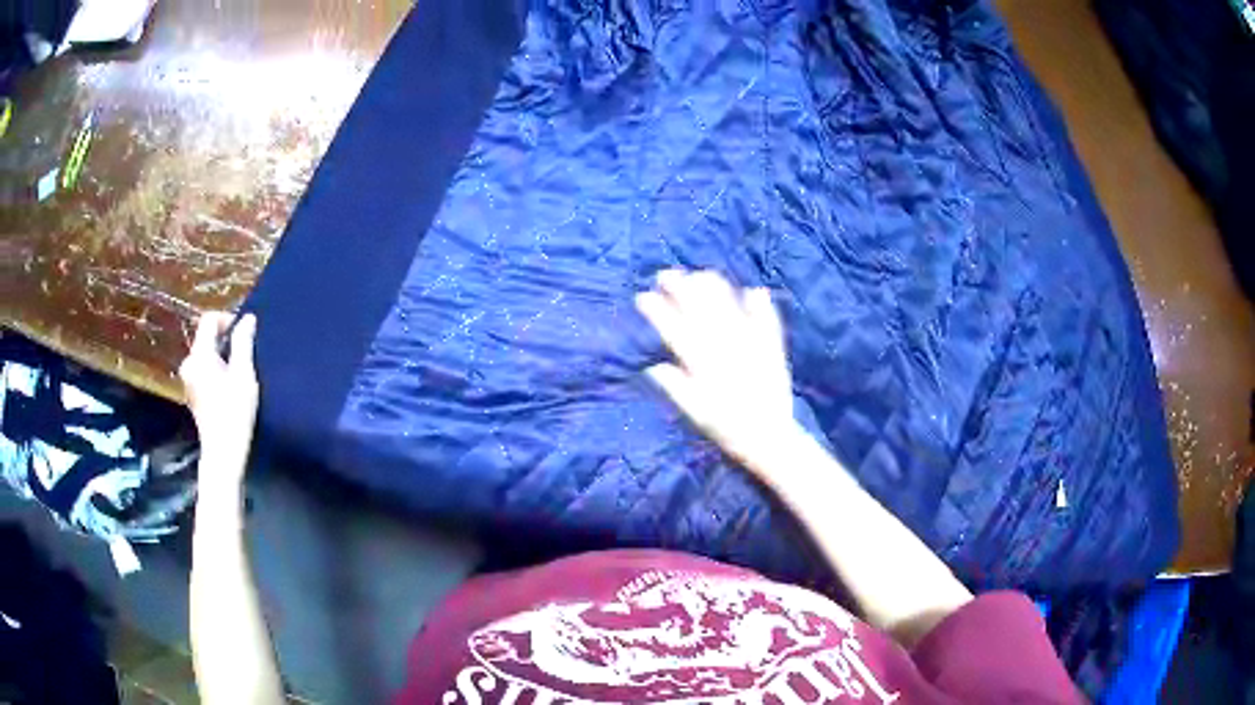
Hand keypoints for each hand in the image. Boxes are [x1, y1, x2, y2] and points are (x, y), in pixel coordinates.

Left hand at [179, 312, 258, 486]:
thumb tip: (247, 318)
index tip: (244, 332)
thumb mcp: (244, 375)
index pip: (209, 320)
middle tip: (245, 353)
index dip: (227, 319)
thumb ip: (243, 343)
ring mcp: (188, 379)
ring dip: (221, 354)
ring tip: (239, 370)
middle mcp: (189, 363)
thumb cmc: (234, 413)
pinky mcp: (192, 393)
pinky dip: (215, 368)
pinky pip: (203, 368)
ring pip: (205, 353)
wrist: (223, 453)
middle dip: (224, 338)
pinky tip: (229, 386)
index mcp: (199, 355)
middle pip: (205, 336)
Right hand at [635, 269, 798, 465]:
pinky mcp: (773, 351)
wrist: (769, 439)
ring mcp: (751, 347)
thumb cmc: (728, 429)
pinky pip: (768, 323)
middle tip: (666, 274)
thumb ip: (677, 388)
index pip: (675, 332)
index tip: (643, 296)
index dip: (658, 312)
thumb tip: (653, 367)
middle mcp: (726, 350)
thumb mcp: (696, 415)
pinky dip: (762, 307)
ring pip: (730, 310)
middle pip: (701, 312)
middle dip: (682, 290)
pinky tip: (755, 290)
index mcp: (704, 366)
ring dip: (716, 291)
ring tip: (703, 275)